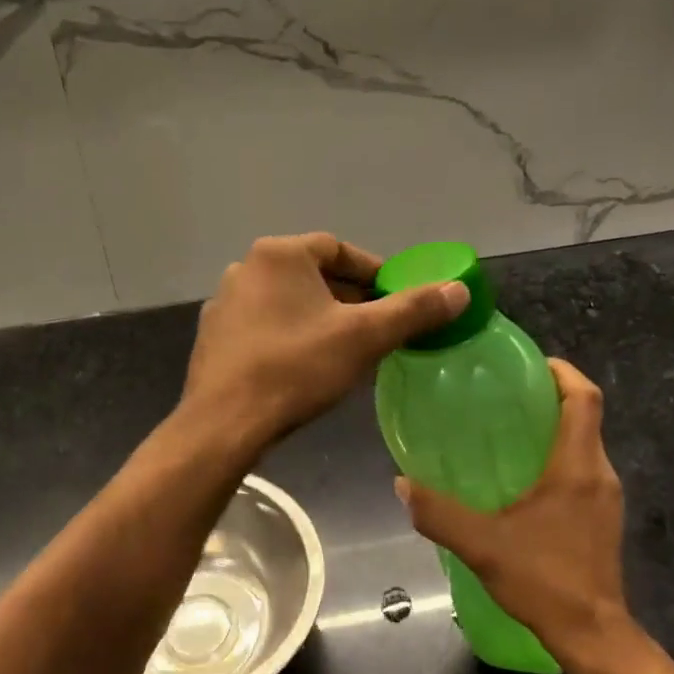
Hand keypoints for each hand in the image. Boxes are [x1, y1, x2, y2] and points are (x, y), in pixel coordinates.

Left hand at [182, 233, 468, 444]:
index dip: (373, 272)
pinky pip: (263, 325)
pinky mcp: (213, 337)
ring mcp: (223, 303)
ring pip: (287, 301)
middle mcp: (246, 268)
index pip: (338, 250)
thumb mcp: (364, 337)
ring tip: (346, 348)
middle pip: (311, 274)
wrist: (224, 423)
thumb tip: (460, 289)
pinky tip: (304, 366)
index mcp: (279, 254)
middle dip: (348, 298)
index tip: (396, 299)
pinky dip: (289, 335)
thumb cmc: (296, 368)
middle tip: (377, 327)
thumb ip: (413, 310)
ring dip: (319, 317)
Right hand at [397, 359, 633, 662]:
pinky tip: (521, 477)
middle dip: (550, 395)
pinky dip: (557, 456)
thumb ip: (439, 513)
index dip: (561, 371)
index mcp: (577, 466)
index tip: (530, 362)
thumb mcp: (482, 545)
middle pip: (585, 415)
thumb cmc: (544, 580)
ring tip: (507, 429)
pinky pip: (582, 468)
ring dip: (553, 427)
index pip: (584, 398)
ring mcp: (605, 496)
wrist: (593, 635)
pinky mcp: (602, 516)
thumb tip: (401, 484)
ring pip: (584, 442)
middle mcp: (599, 473)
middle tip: (505, 394)